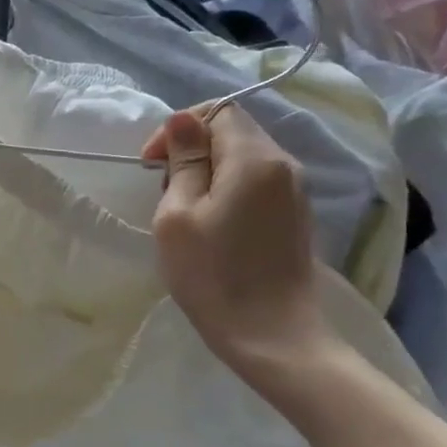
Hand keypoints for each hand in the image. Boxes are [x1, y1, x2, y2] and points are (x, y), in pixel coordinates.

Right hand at [143, 105, 333, 381]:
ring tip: (183, 210)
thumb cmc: (213, 275)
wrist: (272, 336)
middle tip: (163, 190)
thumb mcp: (178, 215)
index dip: (179, 127)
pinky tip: (210, 224)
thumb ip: (183, 161)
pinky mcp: (295, 216)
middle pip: (233, 130)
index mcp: (255, 158)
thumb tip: (183, 120)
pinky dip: (227, 189)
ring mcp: (295, 192)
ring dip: (207, 170)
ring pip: (243, 157)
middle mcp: (284, 165)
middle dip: (192, 149)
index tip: (152, 163)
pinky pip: (255, 182)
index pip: (217, 110)